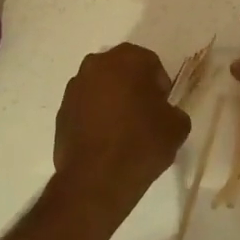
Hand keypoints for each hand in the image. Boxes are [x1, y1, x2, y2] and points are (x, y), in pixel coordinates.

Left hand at [54, 43, 190, 213]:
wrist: (96, 180)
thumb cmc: (141, 144)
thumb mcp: (177, 127)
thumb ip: (174, 111)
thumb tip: (164, 114)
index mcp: (127, 59)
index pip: (150, 63)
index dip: (160, 86)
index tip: (163, 108)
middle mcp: (97, 64)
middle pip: (122, 70)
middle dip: (134, 87)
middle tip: (146, 115)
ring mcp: (75, 87)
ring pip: (101, 87)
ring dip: (113, 100)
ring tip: (124, 130)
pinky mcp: (62, 111)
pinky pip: (86, 107)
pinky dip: (96, 116)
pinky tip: (105, 141)